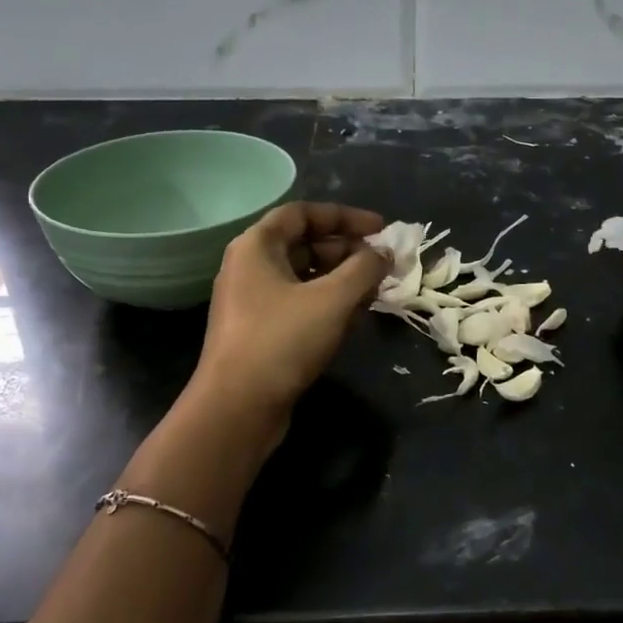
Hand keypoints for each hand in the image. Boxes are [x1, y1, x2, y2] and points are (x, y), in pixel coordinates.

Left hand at [191, 201, 387, 425]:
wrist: (237, 408)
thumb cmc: (282, 340)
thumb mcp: (332, 299)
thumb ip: (364, 268)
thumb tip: (385, 252)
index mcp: (256, 247)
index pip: (302, 213)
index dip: (344, 216)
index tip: (381, 228)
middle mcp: (250, 268)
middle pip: (304, 244)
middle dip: (348, 250)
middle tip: (384, 263)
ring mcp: (254, 302)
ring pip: (305, 277)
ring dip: (342, 279)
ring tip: (377, 289)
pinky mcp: (261, 332)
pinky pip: (300, 304)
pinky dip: (328, 303)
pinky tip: (355, 316)